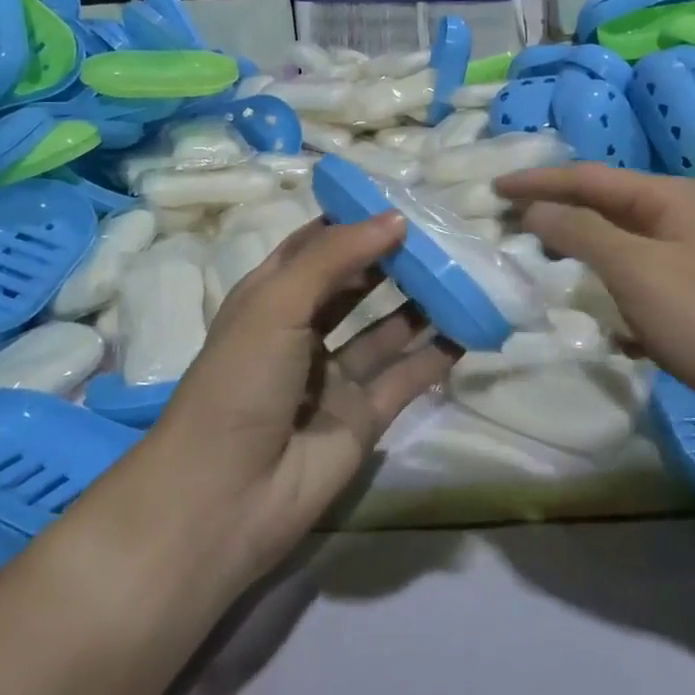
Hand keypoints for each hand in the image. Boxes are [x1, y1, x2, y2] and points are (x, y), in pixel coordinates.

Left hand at [149, 214, 458, 583]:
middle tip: (442, 234)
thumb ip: (336, 257)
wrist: (226, 495)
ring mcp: (335, 376)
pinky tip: (469, 328)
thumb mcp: (277, 302)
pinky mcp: (363, 416)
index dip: (352, 222)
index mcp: (271, 297)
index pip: (315, 246)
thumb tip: (395, 219)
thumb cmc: (240, 381)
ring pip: (386, 330)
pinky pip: (407, 377)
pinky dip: (437, 355)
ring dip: (421, 304)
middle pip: (355, 284)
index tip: (398, 199)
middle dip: (393, 259)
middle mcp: (303, 331)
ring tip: (464, 273)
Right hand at [493, 164, 694, 424]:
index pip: (587, 177)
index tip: (493, 190)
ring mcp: (680, 253)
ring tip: (530, 248)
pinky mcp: (682, 289)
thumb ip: (578, 231)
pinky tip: (575, 288)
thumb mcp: (633, 267)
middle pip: (599, 202)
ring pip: (611, 236)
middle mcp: (674, 214)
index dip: (537, 182)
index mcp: (665, 196)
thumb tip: (533, 211)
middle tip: (505, 217)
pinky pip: (624, 268)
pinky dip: (594, 272)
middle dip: (552, 207)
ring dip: (570, 240)